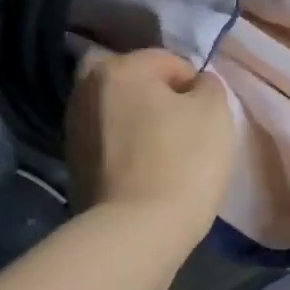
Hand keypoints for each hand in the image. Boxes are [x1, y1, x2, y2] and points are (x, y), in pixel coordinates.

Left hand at [65, 48, 235, 234]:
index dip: (196, 85)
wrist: (138, 229)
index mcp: (119, 68)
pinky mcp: (74, 162)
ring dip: (138, 119)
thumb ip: (209, 86)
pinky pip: (108, 139)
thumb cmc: (184, 162)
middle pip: (131, 79)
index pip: (169, 60)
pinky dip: (125, 145)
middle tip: (181, 124)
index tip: (208, 117)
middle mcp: (86, 88)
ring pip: (116, 109)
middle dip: (156, 94)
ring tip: (164, 148)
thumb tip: (196, 85)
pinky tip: (146, 167)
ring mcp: (74, 126)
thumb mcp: (216, 113)